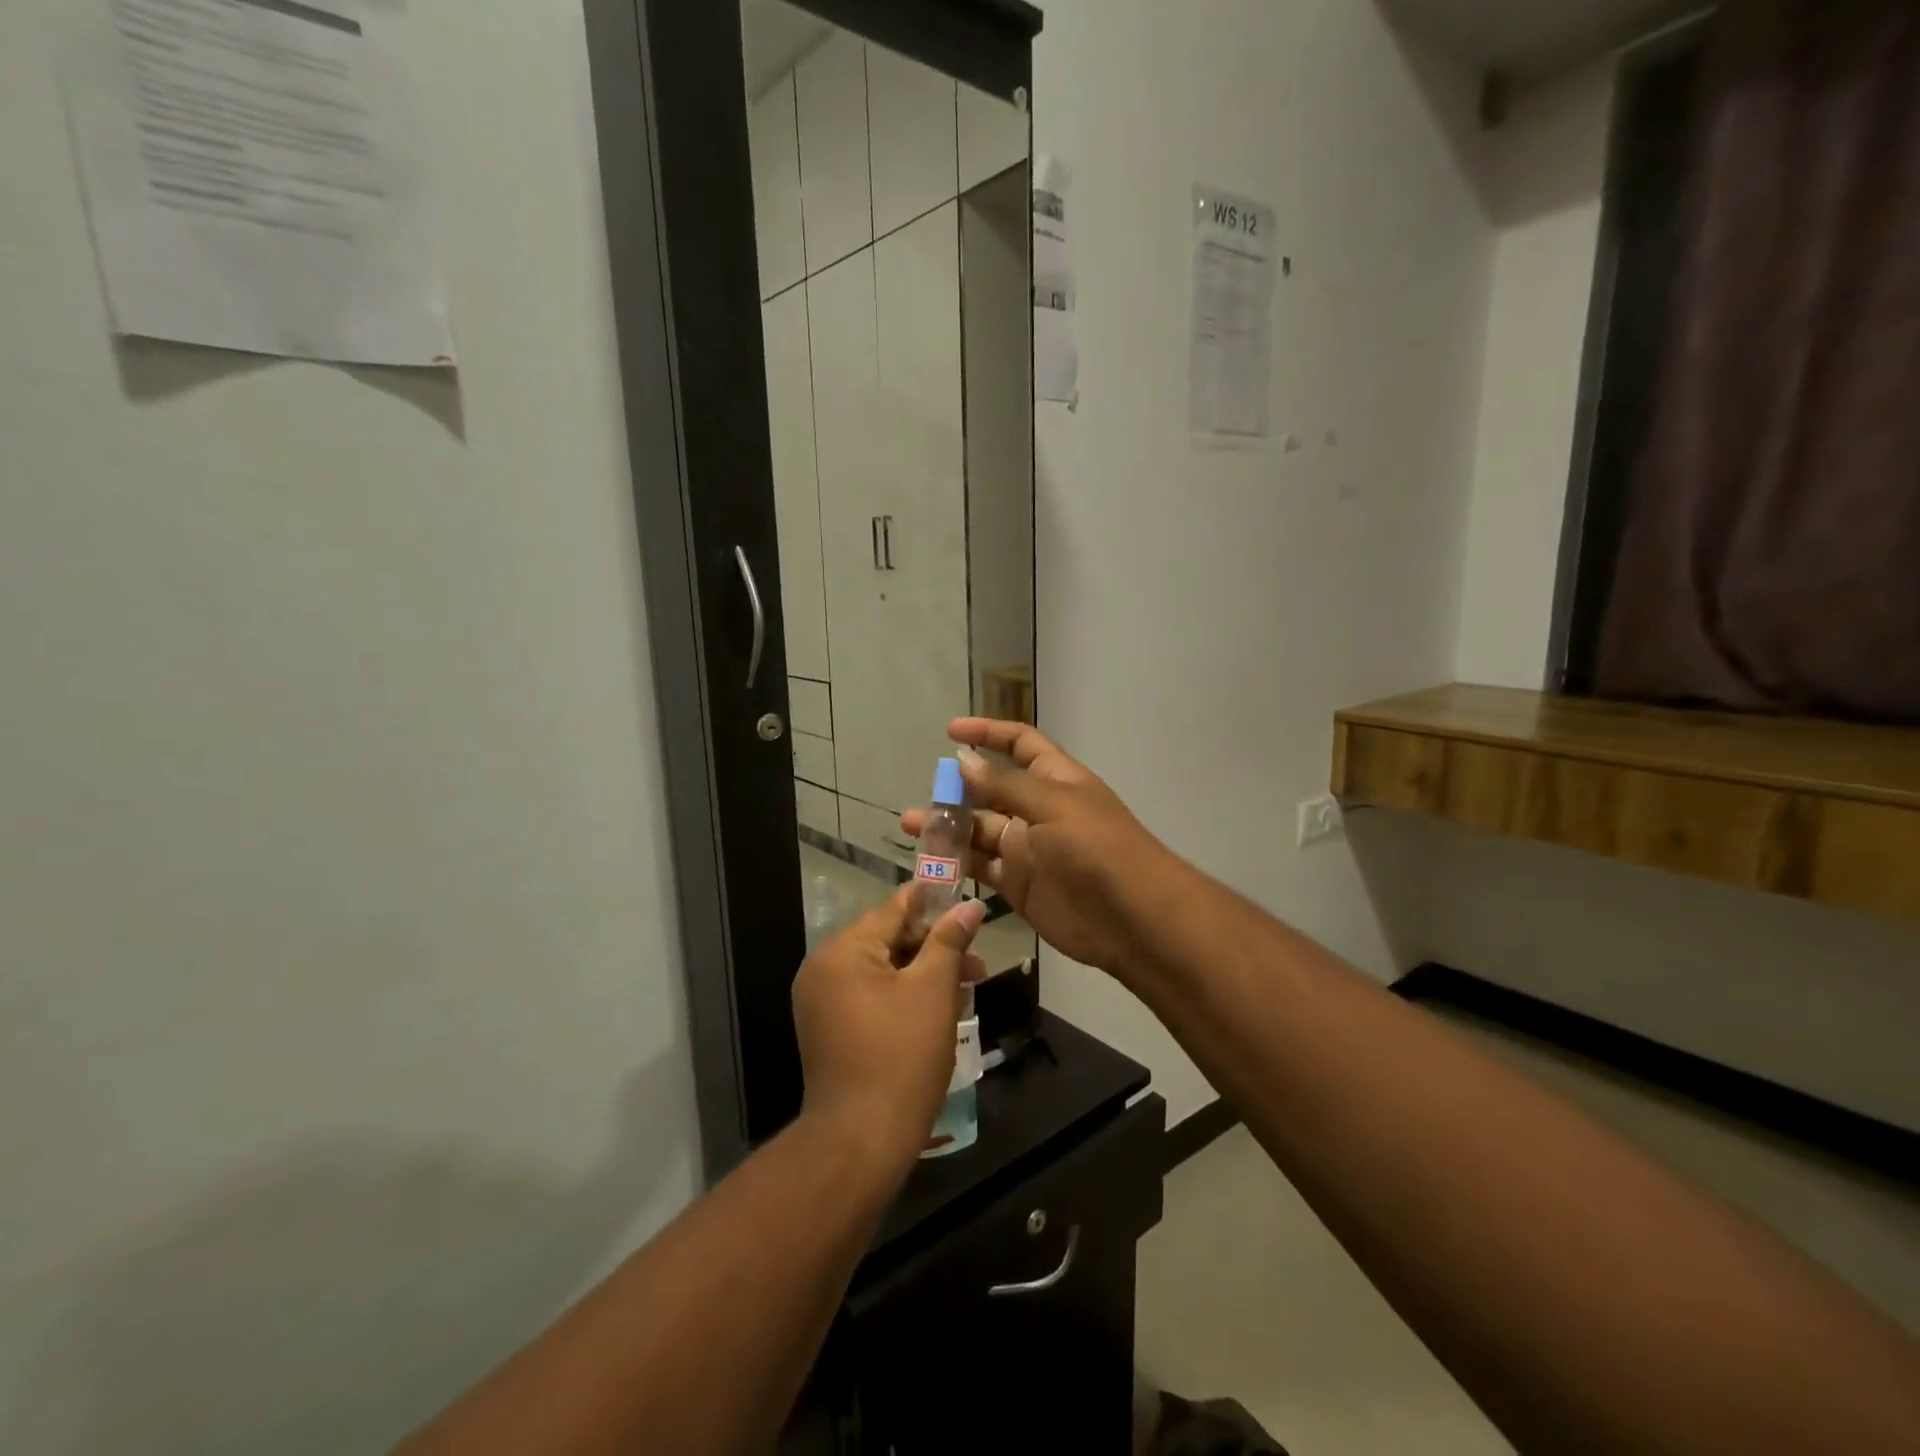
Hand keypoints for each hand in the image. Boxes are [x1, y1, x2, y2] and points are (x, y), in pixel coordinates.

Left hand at [791, 886, 987, 1169]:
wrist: (861, 1140)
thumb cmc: (902, 1056)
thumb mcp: (933, 991)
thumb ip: (949, 941)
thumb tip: (970, 906)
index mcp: (843, 950)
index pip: (894, 909)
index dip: (932, 902)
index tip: (964, 897)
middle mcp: (823, 968)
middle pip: (888, 940)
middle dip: (934, 948)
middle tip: (977, 962)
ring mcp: (821, 1001)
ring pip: (882, 971)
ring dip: (923, 975)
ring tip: (965, 989)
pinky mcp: (828, 1029)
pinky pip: (869, 996)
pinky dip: (902, 996)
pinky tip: (938, 1010)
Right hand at [901, 719, 1175, 980]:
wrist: (1131, 917)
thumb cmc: (1096, 847)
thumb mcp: (1051, 805)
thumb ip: (1005, 785)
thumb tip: (964, 761)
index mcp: (1054, 779)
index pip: (1019, 743)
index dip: (988, 733)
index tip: (951, 731)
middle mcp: (1037, 810)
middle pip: (991, 790)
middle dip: (958, 789)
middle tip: (925, 795)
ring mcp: (1026, 849)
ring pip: (979, 831)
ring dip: (948, 827)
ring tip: (911, 826)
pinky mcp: (1018, 885)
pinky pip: (980, 868)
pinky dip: (956, 864)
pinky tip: (929, 861)